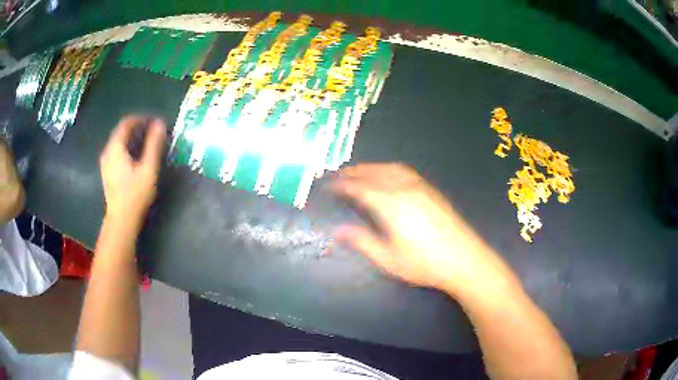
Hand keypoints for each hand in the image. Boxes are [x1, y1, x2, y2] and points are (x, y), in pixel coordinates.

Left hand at [99, 116, 165, 222]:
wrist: (121, 220)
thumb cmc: (135, 195)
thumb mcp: (148, 168)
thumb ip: (154, 144)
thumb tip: (160, 123)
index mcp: (115, 147)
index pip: (126, 123)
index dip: (140, 118)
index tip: (154, 121)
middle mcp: (108, 151)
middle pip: (121, 131)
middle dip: (137, 127)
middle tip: (153, 131)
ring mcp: (106, 162)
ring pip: (118, 141)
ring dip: (132, 137)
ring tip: (147, 142)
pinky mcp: (107, 171)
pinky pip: (117, 151)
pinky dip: (127, 147)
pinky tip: (136, 156)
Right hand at [331, 163, 510, 294]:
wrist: (464, 259)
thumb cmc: (424, 264)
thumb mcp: (388, 259)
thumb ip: (362, 242)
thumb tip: (338, 232)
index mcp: (391, 205)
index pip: (360, 188)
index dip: (342, 185)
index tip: (329, 185)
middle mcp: (404, 189)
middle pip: (374, 174)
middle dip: (354, 172)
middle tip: (339, 175)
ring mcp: (420, 188)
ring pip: (390, 169)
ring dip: (372, 167)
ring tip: (359, 172)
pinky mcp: (431, 191)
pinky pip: (405, 172)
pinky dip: (388, 169)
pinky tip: (387, 176)